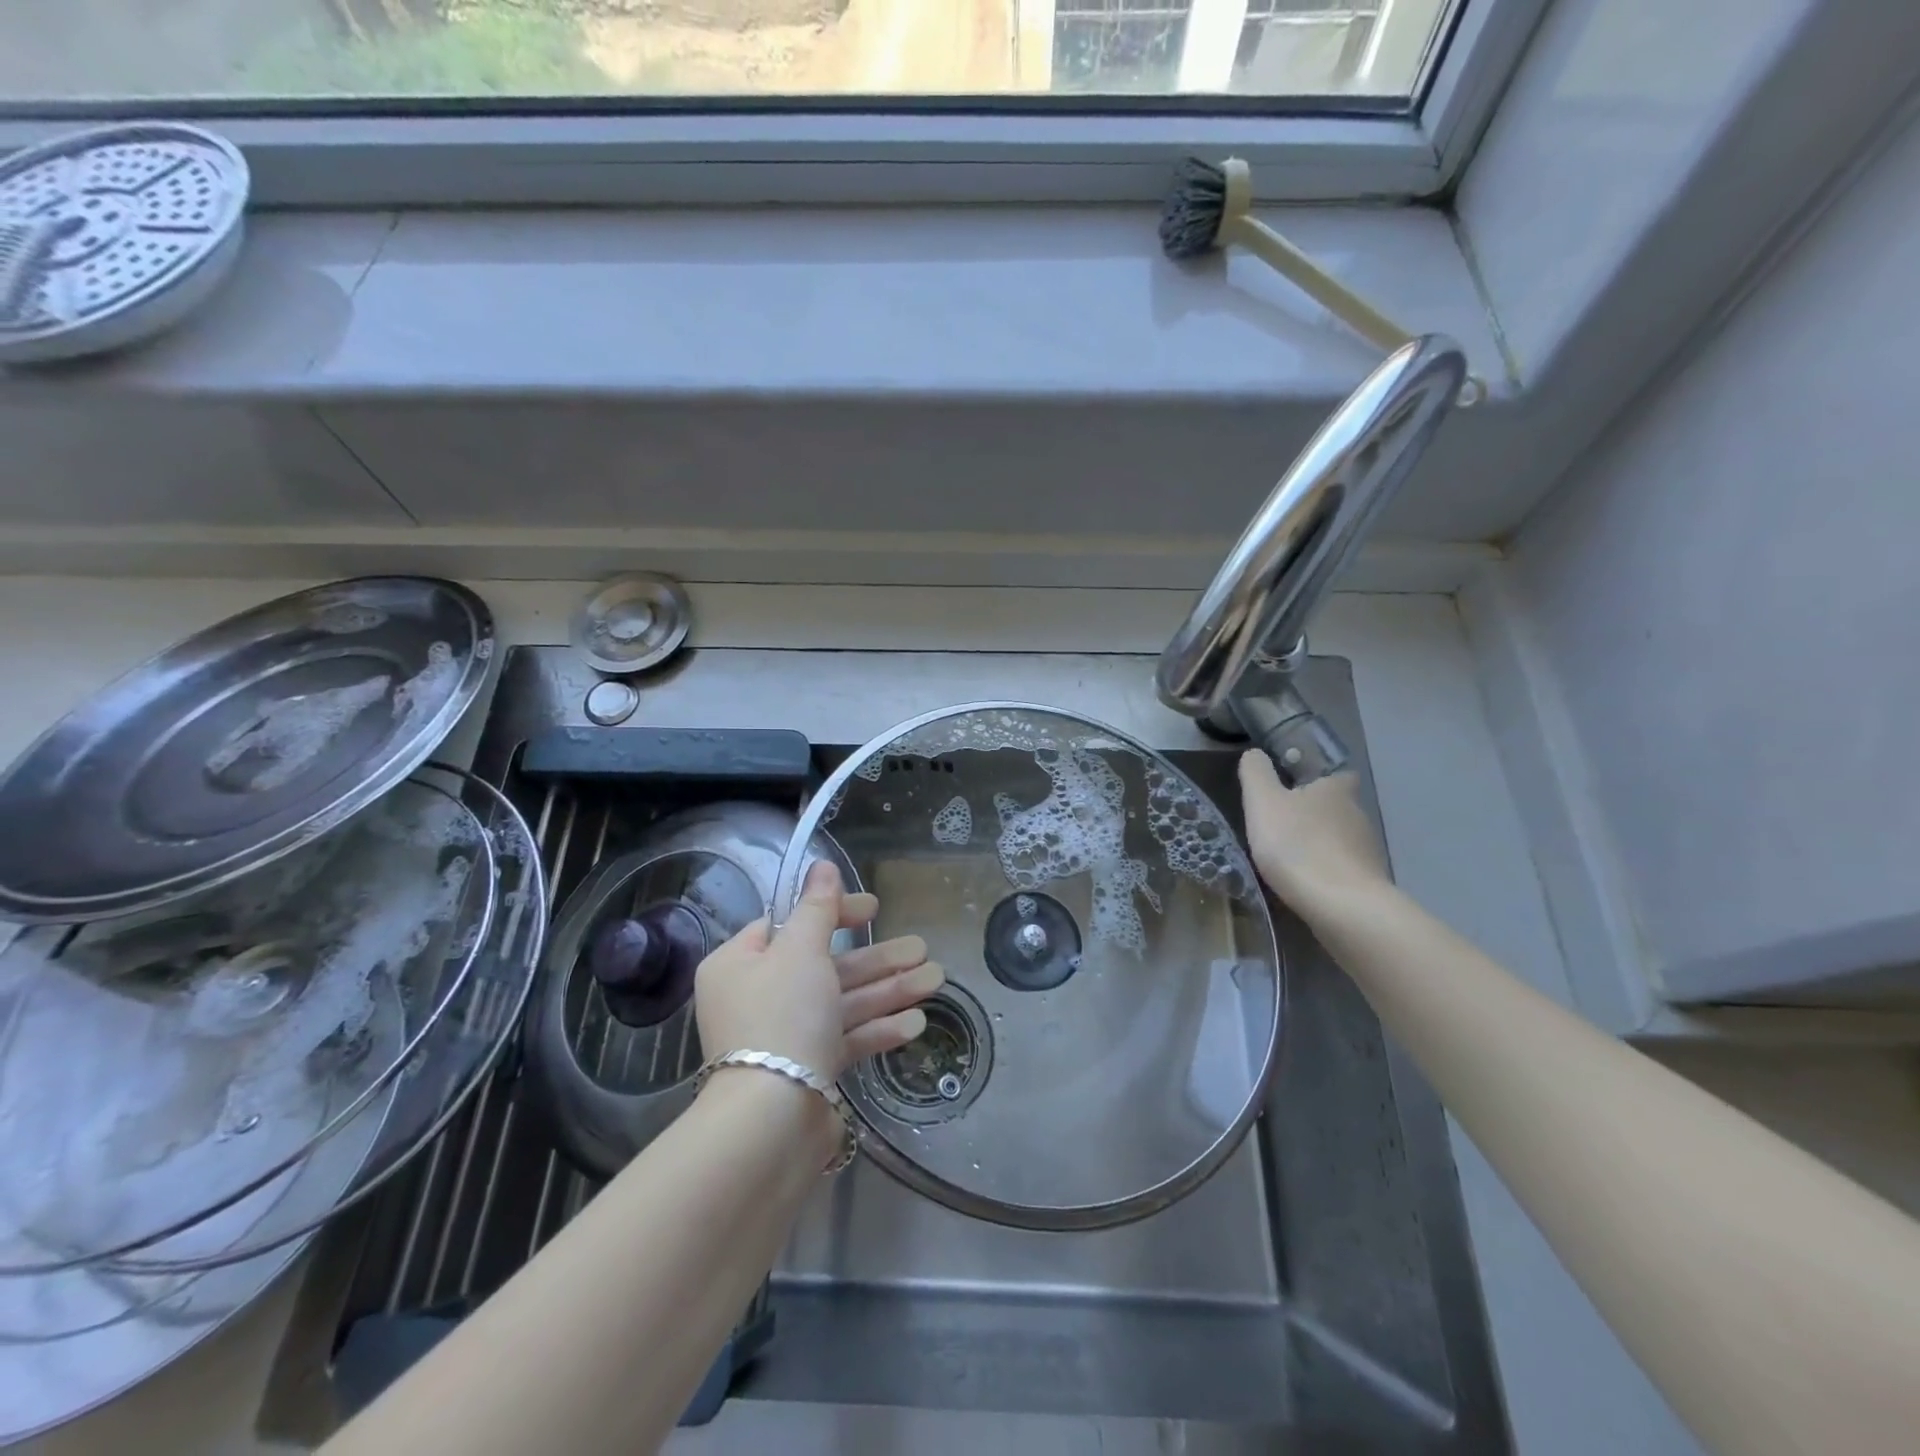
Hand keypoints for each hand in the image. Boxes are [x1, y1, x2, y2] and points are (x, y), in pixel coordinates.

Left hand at [694, 860, 943, 1080]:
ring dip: (889, 989)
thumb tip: (821, 864)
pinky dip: (878, 1028)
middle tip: (921, 947)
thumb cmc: (783, 1016)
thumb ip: (817, 907)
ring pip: (842, 1002)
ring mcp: (785, 1036)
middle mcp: (758, 997)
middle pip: (826, 965)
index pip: (789, 924)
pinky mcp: (808, 1070)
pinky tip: (916, 1022)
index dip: (834, 912)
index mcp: (740, 964)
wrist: (772, 1122)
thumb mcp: (801, 949)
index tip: (874, 908)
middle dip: (878, 958)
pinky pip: (846, 1038)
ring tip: (936, 979)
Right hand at [1238, 752, 1390, 913]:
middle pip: (1336, 805)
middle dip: (1313, 812)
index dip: (1316, 776)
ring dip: (1319, 842)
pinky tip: (1306, 881)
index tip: (1294, 784)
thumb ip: (1255, 773)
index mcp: (1336, 788)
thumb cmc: (1297, 844)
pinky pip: (1343, 867)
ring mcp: (1367, 849)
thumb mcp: (1262, 801)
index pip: (1336, 771)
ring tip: (1290, 856)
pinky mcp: (1369, 880)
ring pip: (1340, 837)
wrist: (1341, 905)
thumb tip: (1255, 754)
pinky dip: (1326, 869)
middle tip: (1281, 822)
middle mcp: (1358, 813)